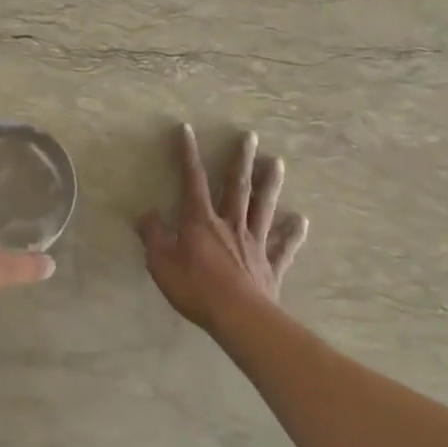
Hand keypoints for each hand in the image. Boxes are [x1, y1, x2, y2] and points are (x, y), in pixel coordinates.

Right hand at [138, 124, 308, 332]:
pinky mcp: (270, 266)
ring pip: (263, 207)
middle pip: (237, 186)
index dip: (188, 154)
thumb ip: (153, 236)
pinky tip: (301, 220)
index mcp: (201, 221)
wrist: (237, 317)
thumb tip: (145, 214)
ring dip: (270, 184)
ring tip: (278, 162)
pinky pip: (283, 247)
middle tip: (251, 136)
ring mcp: (254, 243)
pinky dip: (292, 233)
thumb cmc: (195, 287)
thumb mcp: (161, 262)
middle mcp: (230, 224)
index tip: (187, 129)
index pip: (192, 180)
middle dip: (241, 160)